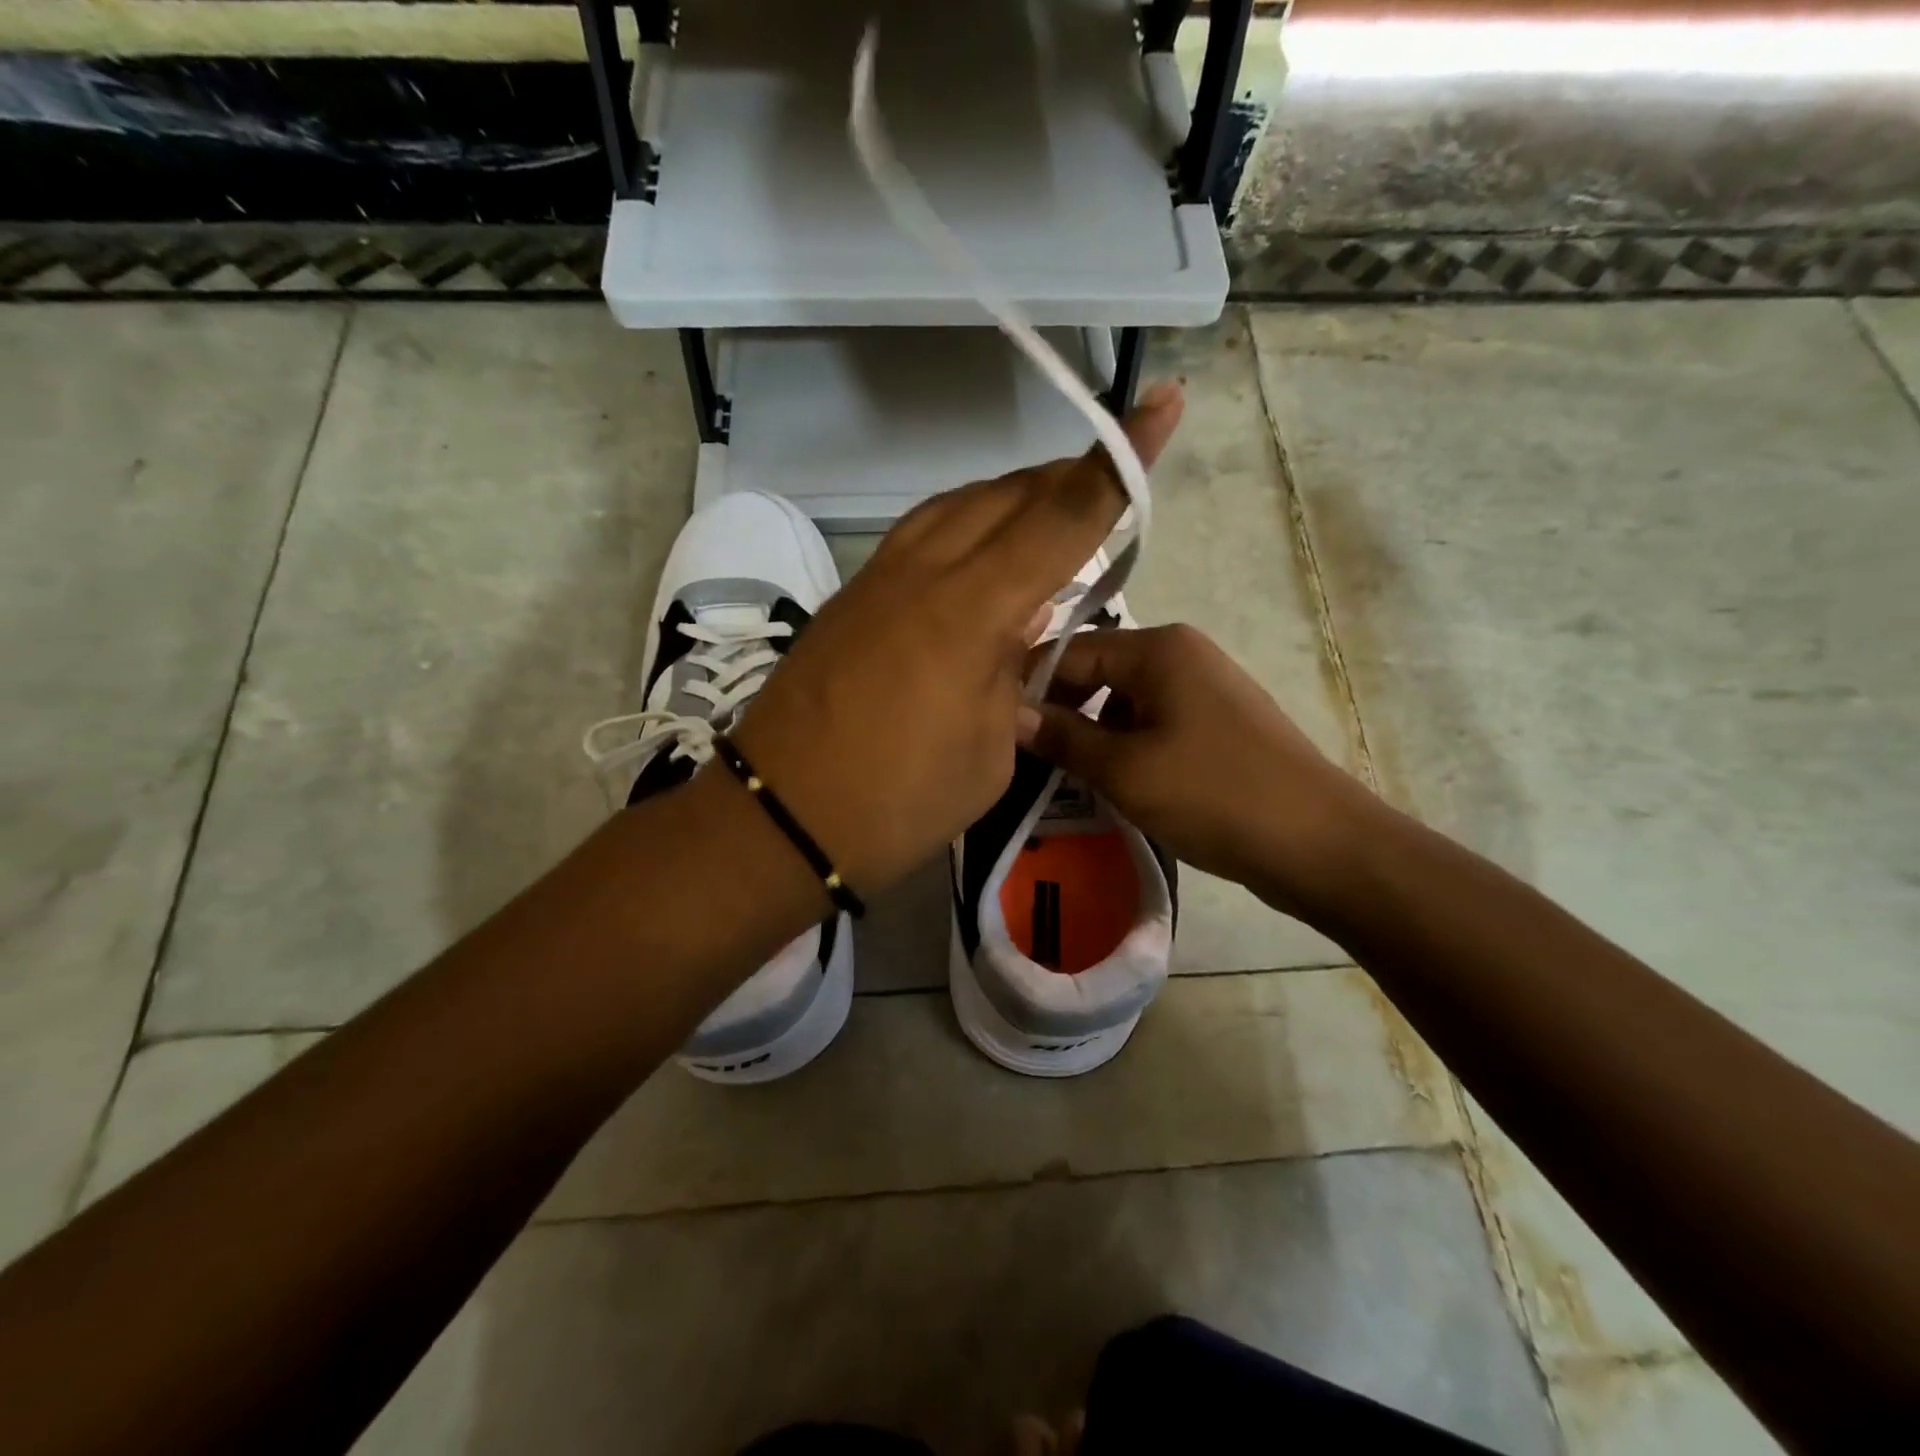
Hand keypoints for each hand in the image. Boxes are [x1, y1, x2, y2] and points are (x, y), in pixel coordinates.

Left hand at [729, 383, 1184, 897]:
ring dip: (1011, 499)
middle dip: (1065, 480)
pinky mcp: (851, 596)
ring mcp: (878, 577)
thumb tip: (1016, 628)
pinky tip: (978, 558)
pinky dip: (964, 527)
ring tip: (1047, 518)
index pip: (1063, 515)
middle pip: (1008, 495)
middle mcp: (923, 571)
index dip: (1118, 462)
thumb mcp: (989, 748)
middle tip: (1105, 490)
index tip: (1161, 403)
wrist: (781, 817)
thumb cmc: (899, 801)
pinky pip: (921, 534)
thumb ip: (1012, 675)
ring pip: (958, 504)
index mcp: (971, 609)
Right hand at [1016, 623, 1379, 919]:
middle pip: (1097, 673)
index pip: (1069, 652)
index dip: (1029, 688)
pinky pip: (1153, 724)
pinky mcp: (1217, 723)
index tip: (995, 727)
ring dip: (1092, 735)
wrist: (1318, 842)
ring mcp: (1204, 688)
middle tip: (1026, 758)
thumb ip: (1062, 737)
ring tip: (1064, 776)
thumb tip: (1010, 714)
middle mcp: (1181, 654)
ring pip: (1123, 702)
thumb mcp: (1124, 769)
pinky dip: (1126, 748)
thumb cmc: (1214, 794)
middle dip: (1061, 713)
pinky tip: (1111, 783)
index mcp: (1158, 648)